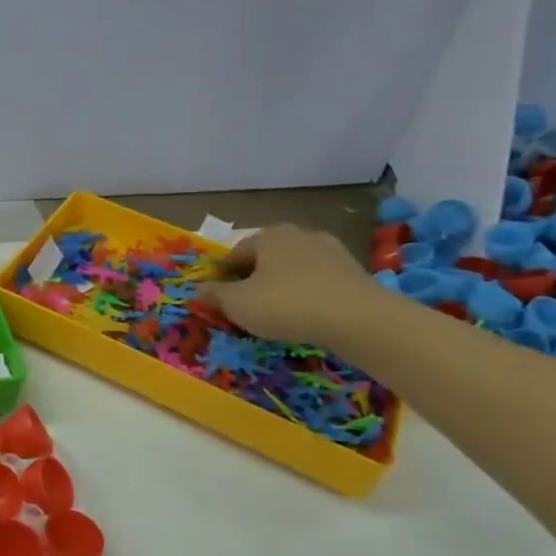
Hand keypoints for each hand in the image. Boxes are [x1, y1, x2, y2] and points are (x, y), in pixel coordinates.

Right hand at [199, 223, 384, 351]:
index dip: (223, 277)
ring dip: (282, 288)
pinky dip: (308, 296)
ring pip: (294, 270)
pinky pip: (319, 282)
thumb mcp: (238, 303)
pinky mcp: (354, 271)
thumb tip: (196, 289)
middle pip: (266, 260)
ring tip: (278, 316)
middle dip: (254, 281)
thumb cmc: (287, 304)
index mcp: (267, 236)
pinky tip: (307, 317)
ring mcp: (331, 251)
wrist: (359, 320)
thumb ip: (214, 294)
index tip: (221, 300)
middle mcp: (298, 235)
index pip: (234, 254)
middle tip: (248, 308)